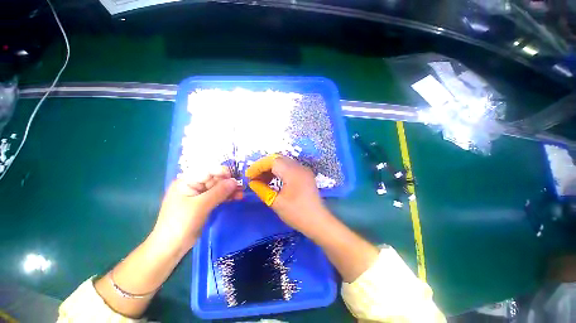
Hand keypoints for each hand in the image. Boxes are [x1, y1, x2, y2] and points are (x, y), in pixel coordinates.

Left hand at [149, 166, 239, 255]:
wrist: (171, 247)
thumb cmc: (181, 223)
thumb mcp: (200, 206)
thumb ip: (218, 192)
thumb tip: (235, 181)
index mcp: (187, 181)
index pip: (207, 171)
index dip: (222, 172)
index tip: (235, 177)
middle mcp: (193, 185)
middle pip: (215, 179)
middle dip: (228, 182)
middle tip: (242, 186)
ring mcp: (199, 195)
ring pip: (218, 188)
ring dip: (230, 190)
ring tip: (241, 193)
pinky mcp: (204, 204)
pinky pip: (218, 196)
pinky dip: (227, 197)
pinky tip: (237, 198)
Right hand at [246, 155, 332, 237]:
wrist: (318, 221)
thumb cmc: (296, 213)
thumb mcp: (276, 202)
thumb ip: (262, 190)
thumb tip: (252, 182)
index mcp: (292, 172)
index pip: (272, 161)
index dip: (259, 166)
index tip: (249, 175)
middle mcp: (299, 167)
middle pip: (278, 159)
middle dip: (264, 166)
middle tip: (255, 177)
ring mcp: (304, 170)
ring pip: (284, 162)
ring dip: (272, 169)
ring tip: (263, 180)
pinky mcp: (306, 175)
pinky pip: (290, 167)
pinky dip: (280, 171)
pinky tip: (275, 181)